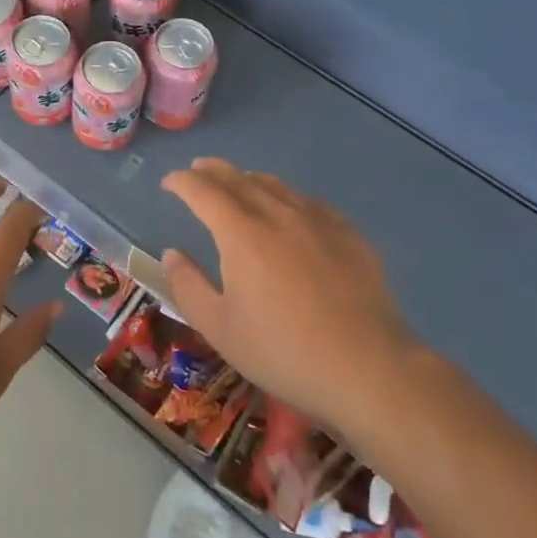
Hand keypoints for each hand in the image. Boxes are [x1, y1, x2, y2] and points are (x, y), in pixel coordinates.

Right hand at [161, 159, 414, 440]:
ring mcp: (318, 222)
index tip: (168, 183)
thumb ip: (188, 286)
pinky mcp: (349, 235)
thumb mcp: (219, 329)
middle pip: (239, 179)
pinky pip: (309, 202)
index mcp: (242, 234)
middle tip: (197, 169)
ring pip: (276, 186)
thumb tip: (171, 254)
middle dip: (213, 170)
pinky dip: (286, 197)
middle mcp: (278, 215)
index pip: (203, 192)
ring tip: (238, 183)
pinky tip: (291, 210)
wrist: (367, 368)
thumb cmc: (283, 352)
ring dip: (249, 179)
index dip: (182, 182)